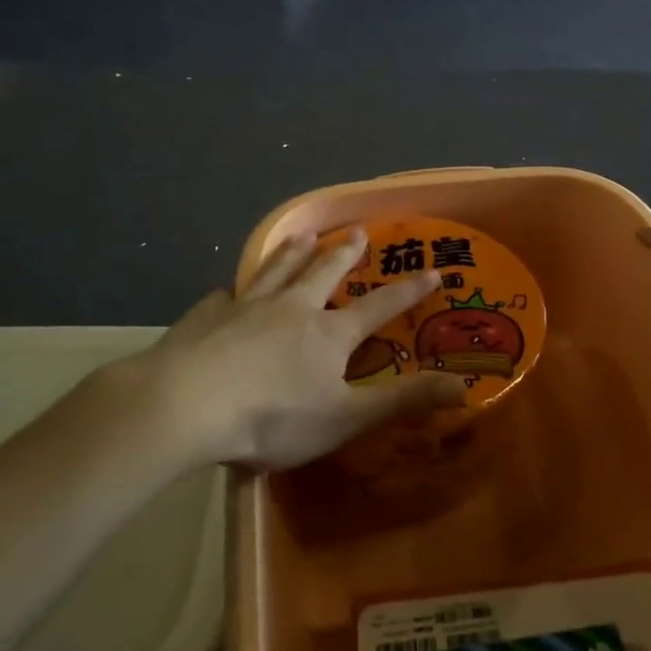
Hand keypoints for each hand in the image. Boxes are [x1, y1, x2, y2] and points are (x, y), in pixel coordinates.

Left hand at [134, 228, 465, 470]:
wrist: (186, 406)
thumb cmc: (272, 418)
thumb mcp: (345, 418)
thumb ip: (403, 403)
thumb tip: (464, 388)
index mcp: (328, 334)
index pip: (380, 307)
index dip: (409, 292)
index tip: (433, 271)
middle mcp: (292, 308)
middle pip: (324, 272)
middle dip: (344, 253)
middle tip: (358, 231)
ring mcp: (246, 307)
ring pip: (277, 270)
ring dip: (294, 252)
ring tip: (304, 235)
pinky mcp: (207, 316)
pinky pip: (228, 295)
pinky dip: (236, 289)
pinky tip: (230, 290)